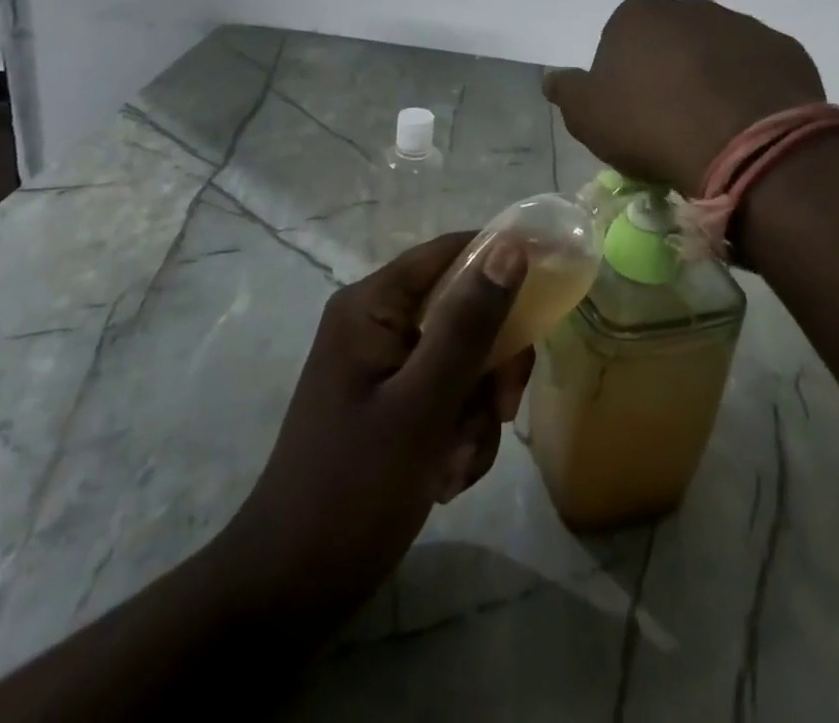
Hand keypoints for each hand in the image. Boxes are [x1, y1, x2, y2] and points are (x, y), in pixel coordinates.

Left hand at [204, 231, 533, 634]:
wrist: (288, 590)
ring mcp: (381, 365)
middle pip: (464, 310)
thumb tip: (510, 247)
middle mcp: (376, 322)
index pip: (452, 252)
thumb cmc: (355, 489)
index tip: (549, 299)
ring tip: (458, 463)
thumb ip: (469, 324)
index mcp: (373, 304)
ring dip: (477, 410)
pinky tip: (445, 477)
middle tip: (502, 411)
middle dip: (490, 366)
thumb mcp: (424, 405)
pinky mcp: (388, 403)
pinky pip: (446, 395)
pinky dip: (458, 432)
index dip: (503, 264)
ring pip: (463, 359)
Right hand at [544, 0, 825, 195]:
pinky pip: (758, 68)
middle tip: (670, 119)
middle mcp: (691, 7)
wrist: (747, 145)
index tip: (630, 111)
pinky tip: (747, 123)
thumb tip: (553, 77)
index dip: (622, 75)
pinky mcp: (784, 49)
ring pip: (717, 51)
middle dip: (669, 70)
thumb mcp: (588, 117)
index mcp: (639, 14)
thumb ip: (567, 91)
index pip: (621, 37)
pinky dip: (750, 88)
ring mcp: (743, 24)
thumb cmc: (652, 126)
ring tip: (713, 126)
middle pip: (671, 39)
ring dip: (712, 77)